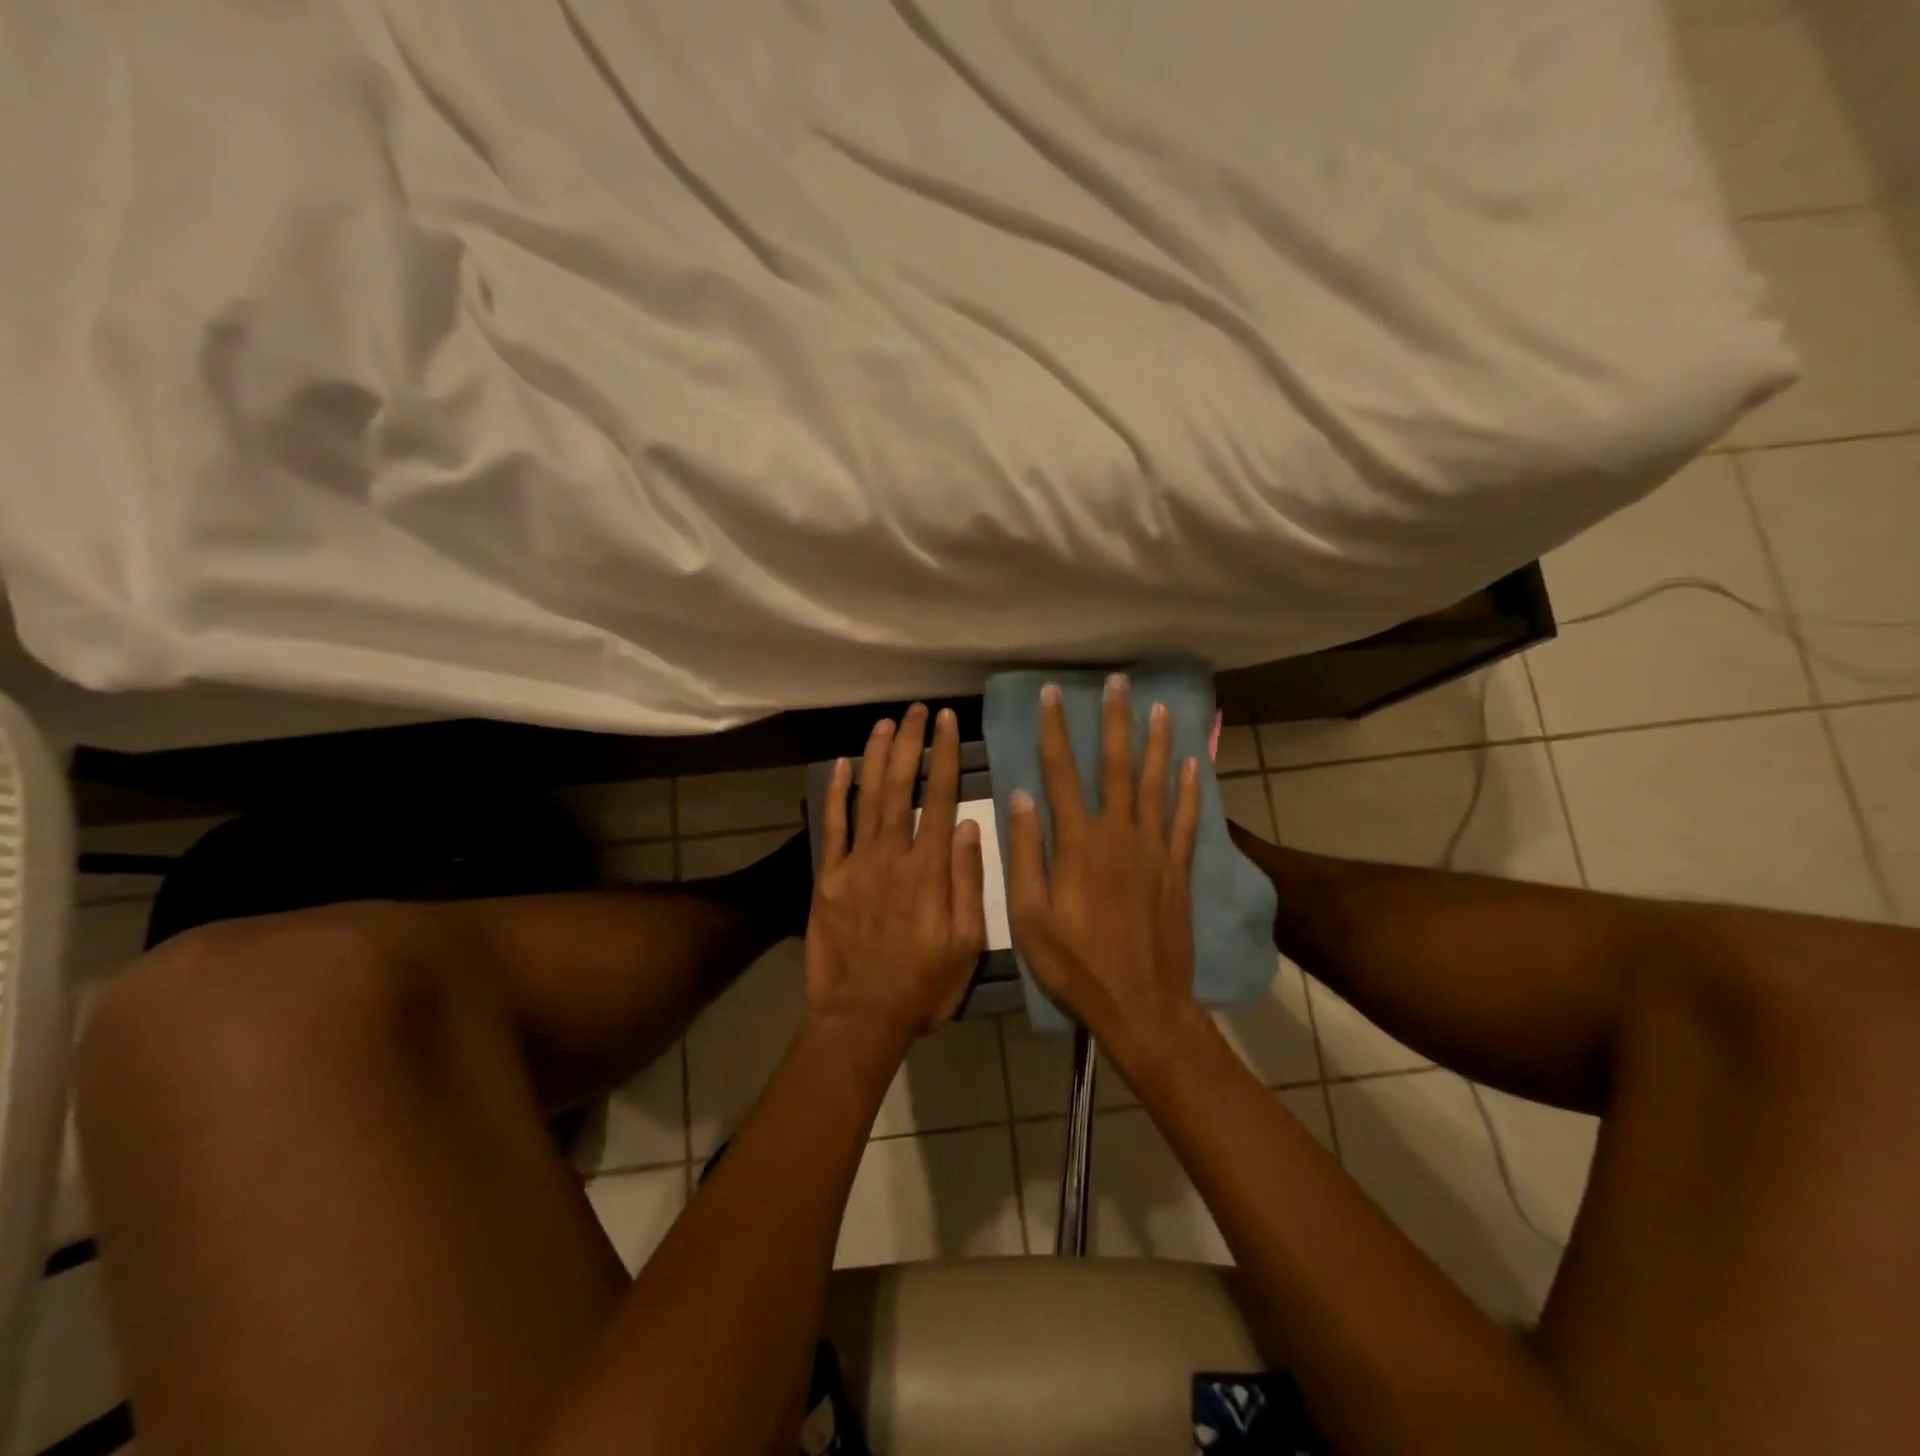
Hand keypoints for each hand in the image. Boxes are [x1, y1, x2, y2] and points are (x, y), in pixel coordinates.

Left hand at [805, 704, 987, 1061]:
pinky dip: (836, 794)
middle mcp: (893, 856)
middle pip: (903, 787)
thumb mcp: (967, 944)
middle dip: (911, 744)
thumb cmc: (923, 986)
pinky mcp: (828, 878)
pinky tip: (841, 765)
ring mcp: (856, 864)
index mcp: (931, 870)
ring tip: (885, 723)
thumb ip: (969, 882)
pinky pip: (833, 828)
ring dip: (877, 757)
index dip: (945, 757)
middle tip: (916, 709)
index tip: (947, 723)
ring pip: (868, 798)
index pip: (942, 799)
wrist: (860, 1018)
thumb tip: (973, 827)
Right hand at [1006, 676, 1202, 1058]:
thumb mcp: (1030, 916)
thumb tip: (1021, 796)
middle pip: (1117, 766)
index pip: (1061, 773)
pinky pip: (1187, 821)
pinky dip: (1190, 791)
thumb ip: (1027, 853)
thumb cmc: (1075, 964)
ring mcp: (1154, 850)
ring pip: (1157, 784)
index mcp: (1078, 843)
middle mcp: (1119, 834)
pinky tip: (1194, 765)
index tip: (1052, 695)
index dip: (1055, 731)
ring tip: (1160, 708)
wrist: (1142, 1005)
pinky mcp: (1179, 870)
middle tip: (1118, 682)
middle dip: (1115, 721)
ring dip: (1157, 743)